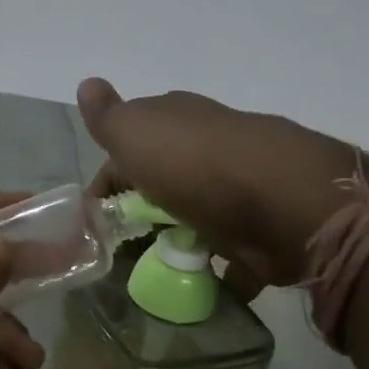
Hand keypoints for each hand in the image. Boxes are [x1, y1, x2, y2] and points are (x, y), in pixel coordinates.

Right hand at [78, 77, 363, 290]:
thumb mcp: (134, 132)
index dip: (107, 182)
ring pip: (195, 216)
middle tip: (118, 250)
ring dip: (175, 241)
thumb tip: (86, 82)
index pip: (128, 147)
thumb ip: (107, 116)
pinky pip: (229, 253)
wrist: (282, 202)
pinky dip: (214, 270)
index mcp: (175, 120)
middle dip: (141, 212)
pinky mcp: (261, 230)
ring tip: (151, 274)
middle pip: (163, 181)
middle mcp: (207, 148)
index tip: (92, 219)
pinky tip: (194, 286)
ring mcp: (237, 189)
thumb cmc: (194, 164)